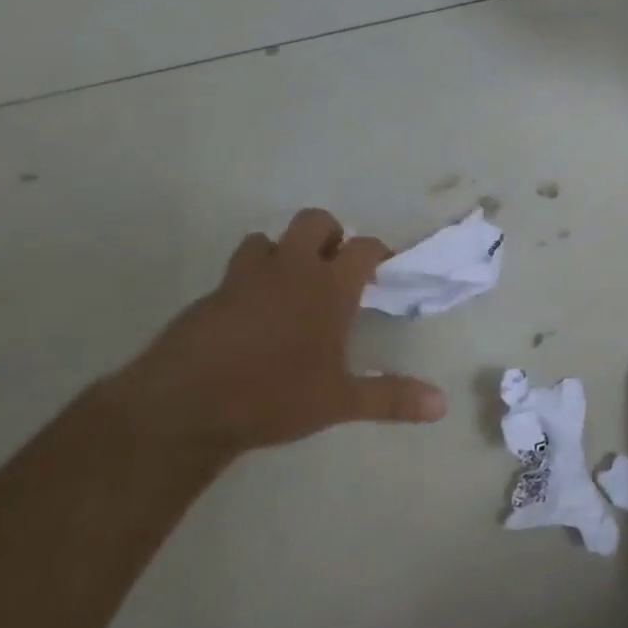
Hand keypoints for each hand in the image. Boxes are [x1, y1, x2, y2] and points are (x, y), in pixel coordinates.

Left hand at [113, 209, 444, 453]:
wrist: (185, 405)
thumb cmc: (275, 396)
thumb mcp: (340, 401)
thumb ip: (391, 398)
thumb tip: (442, 405)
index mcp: (328, 287)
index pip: (362, 248)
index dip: (376, 253)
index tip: (382, 268)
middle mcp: (289, 269)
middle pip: (314, 222)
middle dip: (330, 235)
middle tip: (335, 267)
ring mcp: (245, 277)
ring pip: (268, 240)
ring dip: (283, 252)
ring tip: (290, 285)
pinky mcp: (211, 295)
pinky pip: (237, 272)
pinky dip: (251, 280)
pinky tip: (252, 316)